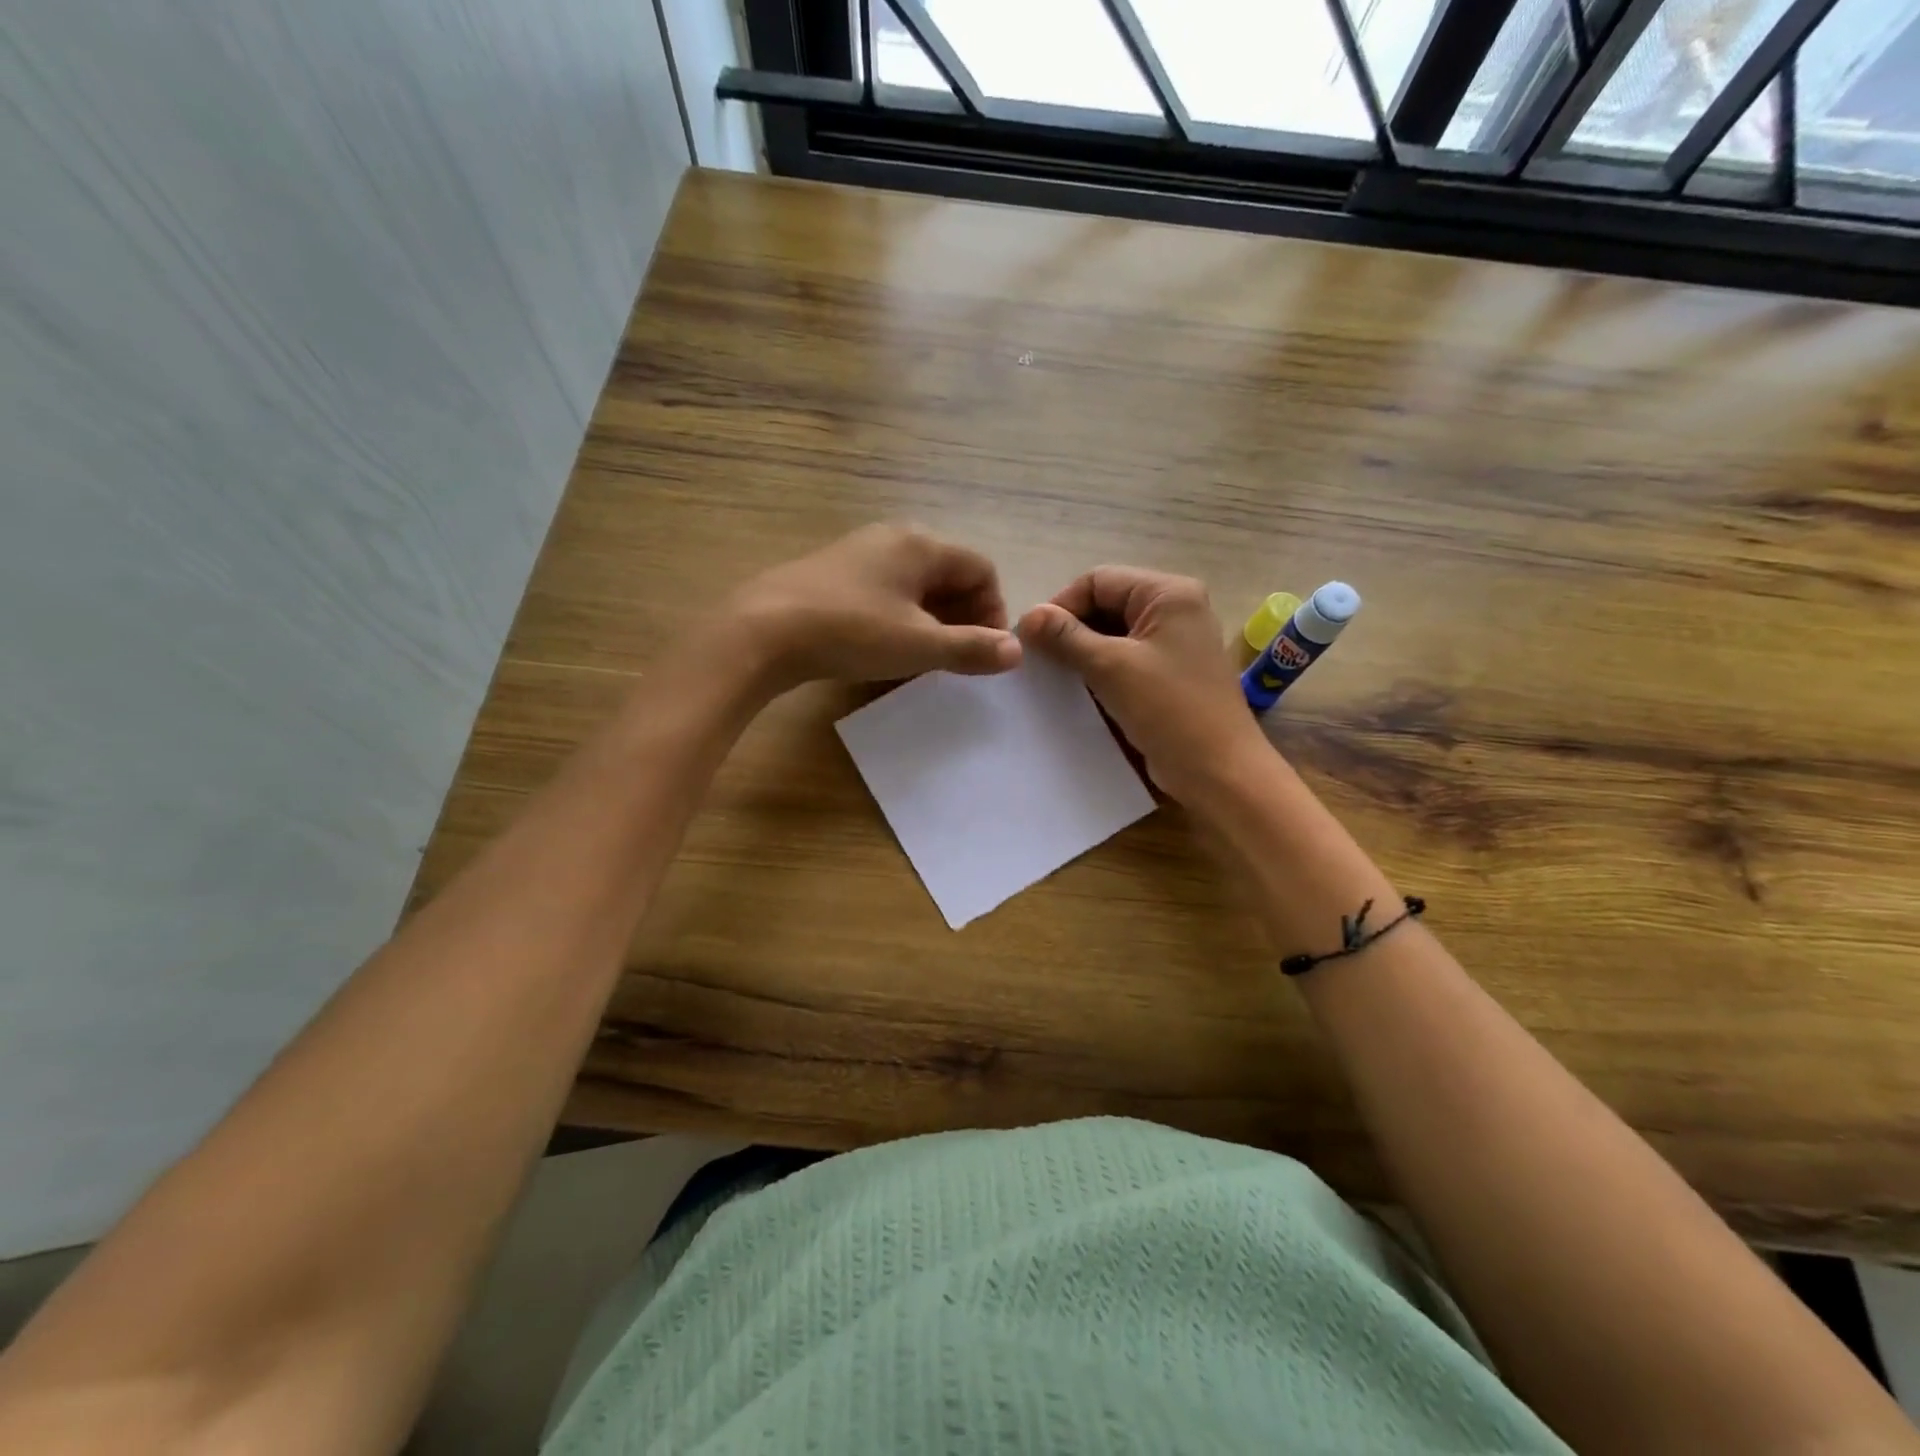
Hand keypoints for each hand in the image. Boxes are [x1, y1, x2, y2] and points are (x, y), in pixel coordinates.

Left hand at [729, 524, 1021, 690]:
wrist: (760, 632)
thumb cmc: (851, 632)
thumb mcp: (918, 645)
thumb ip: (971, 648)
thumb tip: (1016, 651)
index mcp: (921, 544)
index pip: (981, 568)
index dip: (993, 610)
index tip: (986, 650)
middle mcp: (892, 538)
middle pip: (948, 574)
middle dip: (964, 616)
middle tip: (960, 658)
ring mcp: (858, 554)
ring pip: (915, 585)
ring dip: (932, 621)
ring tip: (926, 659)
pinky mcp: (831, 575)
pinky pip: (884, 592)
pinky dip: (900, 619)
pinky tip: (887, 650)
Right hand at [1018, 566, 1268, 805]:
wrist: (1218, 770)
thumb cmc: (1169, 710)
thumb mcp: (1111, 668)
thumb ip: (1066, 637)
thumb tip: (1027, 616)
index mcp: (1169, 593)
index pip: (1099, 581)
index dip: (1061, 605)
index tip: (1031, 639)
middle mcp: (1175, 609)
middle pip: (1106, 604)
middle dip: (1071, 629)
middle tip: (1038, 659)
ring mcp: (1174, 642)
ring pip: (1113, 633)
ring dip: (1082, 651)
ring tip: (1053, 675)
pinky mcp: (1169, 673)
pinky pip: (1126, 658)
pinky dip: (1100, 669)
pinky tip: (1077, 689)